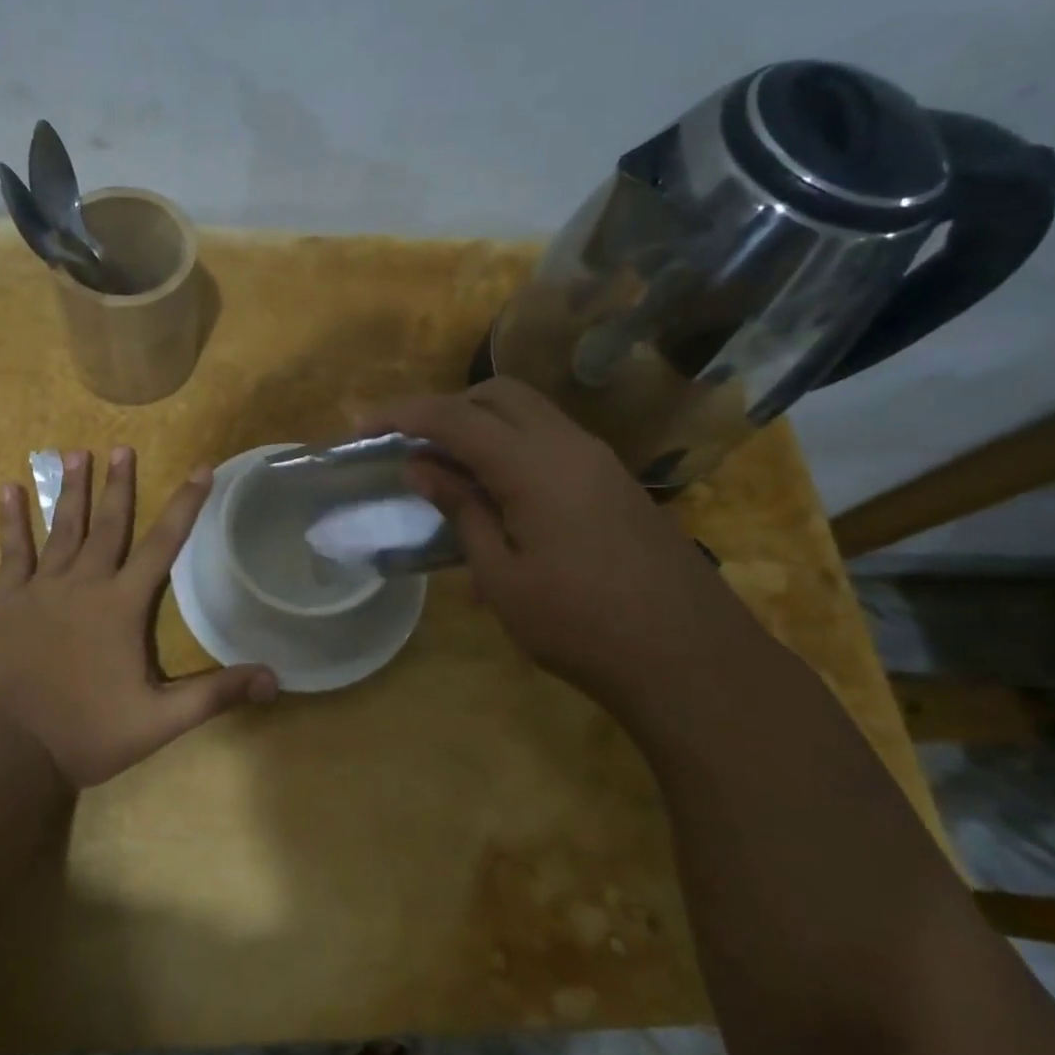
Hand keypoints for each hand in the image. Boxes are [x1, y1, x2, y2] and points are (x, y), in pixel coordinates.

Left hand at [0, 447, 277, 788]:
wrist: (7, 751)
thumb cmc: (86, 732)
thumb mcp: (159, 720)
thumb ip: (215, 695)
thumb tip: (274, 679)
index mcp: (122, 605)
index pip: (163, 544)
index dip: (186, 504)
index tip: (201, 469)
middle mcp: (84, 583)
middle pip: (109, 524)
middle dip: (119, 484)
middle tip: (122, 447)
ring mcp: (41, 589)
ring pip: (61, 528)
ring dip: (70, 489)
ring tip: (76, 453)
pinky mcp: (6, 601)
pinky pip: (11, 551)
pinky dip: (11, 520)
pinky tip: (8, 489)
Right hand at [362, 379, 764, 707]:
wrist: (691, 659)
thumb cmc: (580, 625)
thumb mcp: (503, 576)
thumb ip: (461, 510)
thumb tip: (422, 466)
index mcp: (534, 464)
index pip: (455, 416)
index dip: (402, 414)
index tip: (363, 427)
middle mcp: (569, 445)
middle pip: (498, 395)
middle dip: (448, 408)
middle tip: (413, 446)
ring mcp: (599, 461)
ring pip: (530, 415)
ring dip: (483, 428)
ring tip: (451, 476)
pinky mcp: (615, 482)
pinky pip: (552, 445)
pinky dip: (514, 452)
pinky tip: (501, 506)